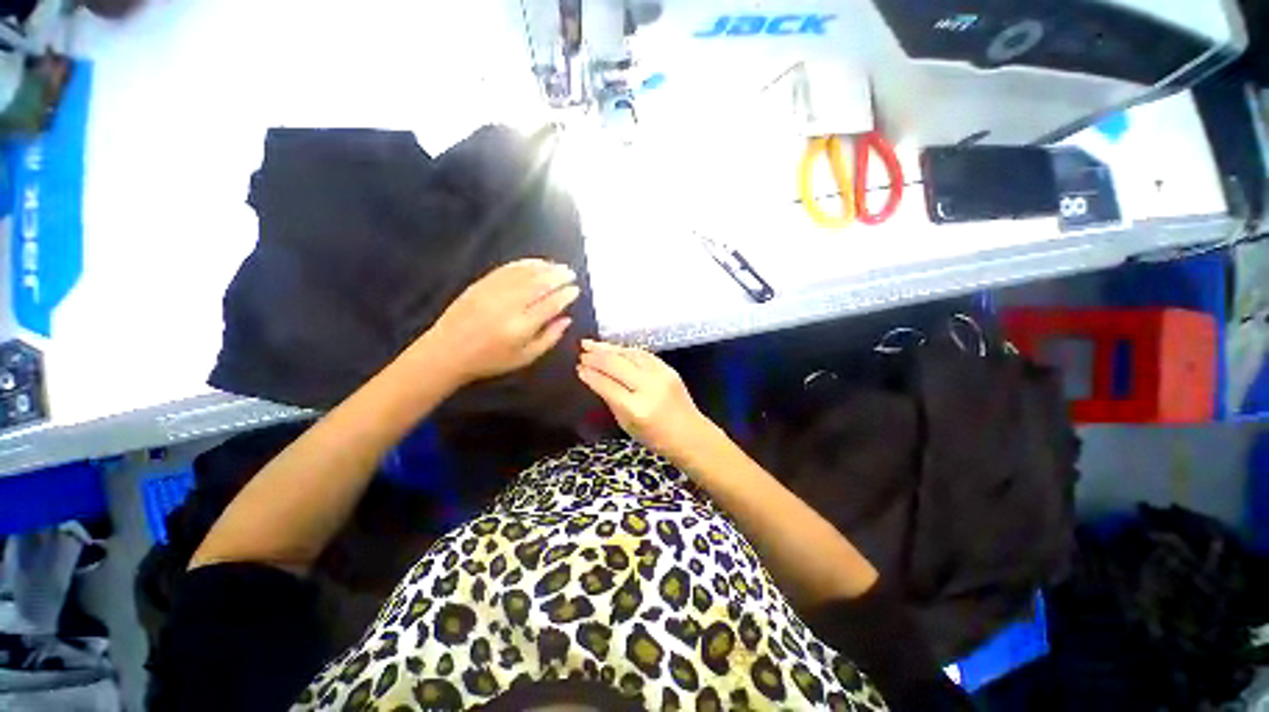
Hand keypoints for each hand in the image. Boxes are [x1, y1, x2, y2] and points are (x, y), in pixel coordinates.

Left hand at [416, 259, 579, 387]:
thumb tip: (566, 319)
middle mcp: (509, 306)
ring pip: (524, 274)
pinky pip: (506, 269)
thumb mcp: (525, 357)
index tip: (576, 289)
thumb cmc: (491, 360)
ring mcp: (493, 292)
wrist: (447, 352)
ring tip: (557, 266)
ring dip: (544, 267)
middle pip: (539, 284)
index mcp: (521, 327)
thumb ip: (549, 338)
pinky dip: (523, 264)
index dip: (566, 295)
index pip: (550, 304)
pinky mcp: (480, 284)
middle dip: (558, 276)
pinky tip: (535, 263)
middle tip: (570, 273)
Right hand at [577, 339, 714, 459]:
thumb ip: (610, 399)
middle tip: (581, 351)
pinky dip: (625, 350)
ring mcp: (661, 375)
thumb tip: (594, 378)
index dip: (590, 375)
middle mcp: (649, 387)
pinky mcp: (669, 368)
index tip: (578, 368)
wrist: (690, 434)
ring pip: (630, 354)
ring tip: (591, 344)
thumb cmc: (655, 437)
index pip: (607, 385)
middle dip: (596, 356)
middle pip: (617, 364)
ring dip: (609, 348)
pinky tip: (614, 348)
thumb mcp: (626, 425)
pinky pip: (643, 354)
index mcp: (636, 409)